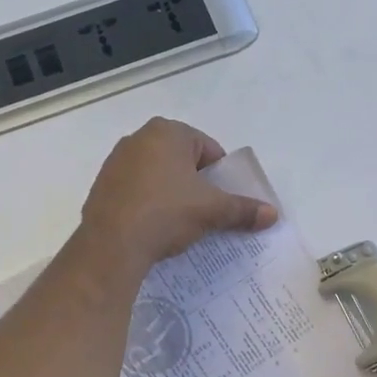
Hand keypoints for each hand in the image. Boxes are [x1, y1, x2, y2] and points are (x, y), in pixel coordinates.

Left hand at [81, 118, 277, 272]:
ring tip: (181, 224)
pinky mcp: (102, 186)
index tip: (223, 201)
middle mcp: (138, 138)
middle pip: (182, 161)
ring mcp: (116, 162)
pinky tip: (155, 228)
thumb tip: (273, 215)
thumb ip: (243, 209)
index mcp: (168, 132)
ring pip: (158, 176)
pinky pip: (136, 192)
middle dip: (196, 185)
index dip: (220, 176)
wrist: (112, 244)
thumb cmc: (167, 213)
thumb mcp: (211, 211)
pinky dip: (149, 205)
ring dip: (172, 195)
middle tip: (206, 213)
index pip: (208, 149)